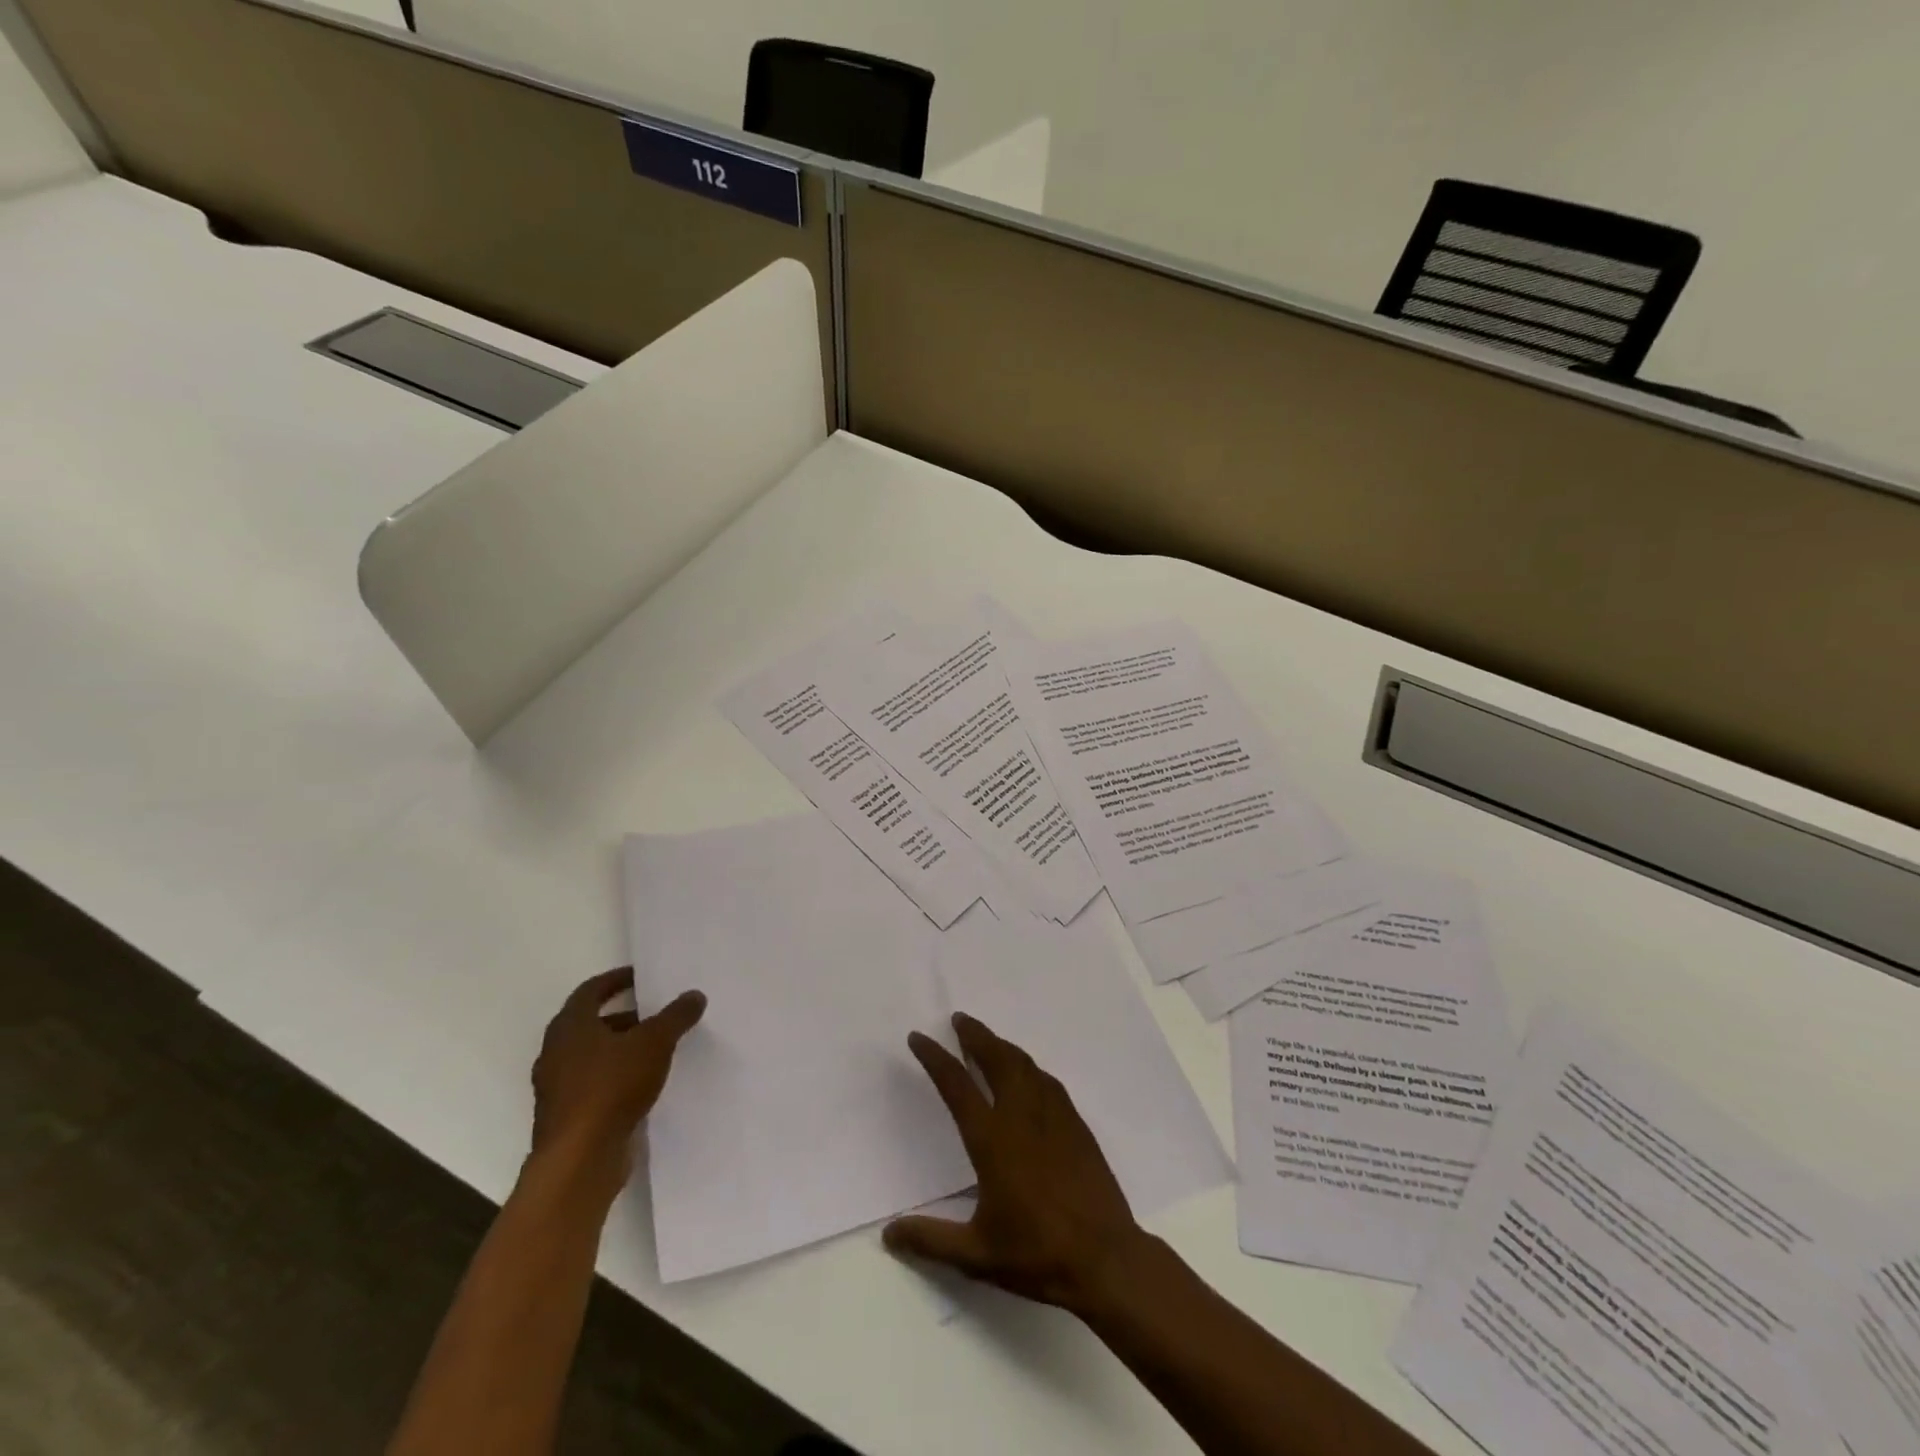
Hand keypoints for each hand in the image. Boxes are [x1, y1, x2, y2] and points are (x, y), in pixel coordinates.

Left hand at [530, 969, 705, 1182]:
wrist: (579, 1160)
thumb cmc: (612, 1087)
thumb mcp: (655, 1043)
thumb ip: (675, 1016)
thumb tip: (694, 995)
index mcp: (570, 1026)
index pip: (591, 991)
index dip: (616, 980)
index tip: (640, 977)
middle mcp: (555, 1052)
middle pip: (590, 1024)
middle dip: (624, 1016)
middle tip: (655, 1014)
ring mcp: (556, 1087)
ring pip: (591, 1056)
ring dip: (620, 1048)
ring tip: (655, 1049)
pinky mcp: (565, 1117)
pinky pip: (593, 1084)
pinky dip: (615, 1076)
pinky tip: (643, 1084)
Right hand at [884, 1013, 1148, 1313]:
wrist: (1105, 1258)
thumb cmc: (1037, 1254)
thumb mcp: (976, 1254)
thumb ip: (930, 1240)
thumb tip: (888, 1234)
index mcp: (992, 1139)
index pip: (956, 1086)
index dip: (935, 1058)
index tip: (919, 1038)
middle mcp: (1022, 1116)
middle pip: (996, 1059)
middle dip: (975, 1035)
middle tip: (959, 1020)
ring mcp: (1054, 1116)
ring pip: (1024, 1064)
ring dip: (1002, 1046)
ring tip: (988, 1040)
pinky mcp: (1076, 1125)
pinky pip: (1047, 1081)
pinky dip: (1029, 1067)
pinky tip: (1028, 1074)